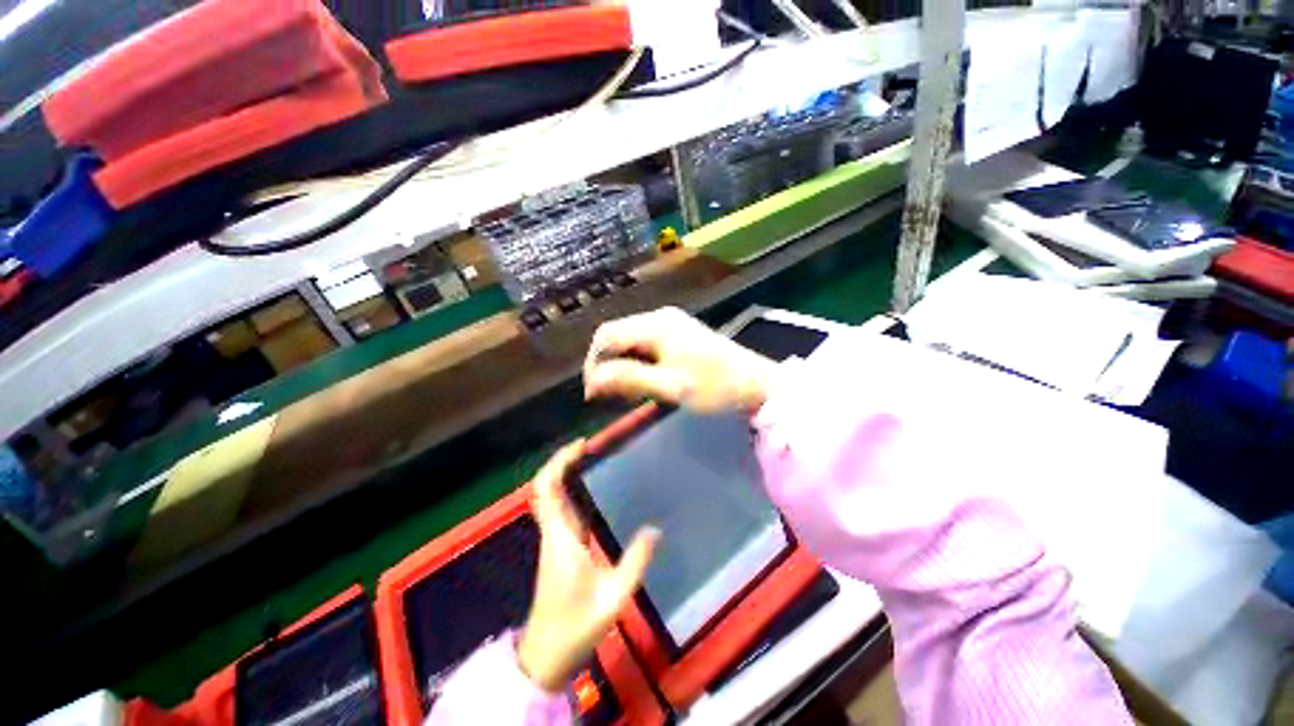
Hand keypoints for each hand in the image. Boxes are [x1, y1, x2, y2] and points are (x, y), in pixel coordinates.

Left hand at [518, 441, 658, 691]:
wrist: (546, 655)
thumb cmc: (576, 627)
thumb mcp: (614, 598)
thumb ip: (635, 562)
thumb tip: (656, 529)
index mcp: (560, 538)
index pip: (547, 490)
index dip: (559, 462)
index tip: (581, 445)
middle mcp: (553, 532)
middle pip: (545, 486)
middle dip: (561, 461)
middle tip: (587, 446)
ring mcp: (553, 538)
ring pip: (549, 496)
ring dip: (563, 473)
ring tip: (591, 459)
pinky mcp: (558, 546)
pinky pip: (558, 508)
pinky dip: (568, 490)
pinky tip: (590, 488)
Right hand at [584, 307, 776, 412]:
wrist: (757, 383)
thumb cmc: (715, 387)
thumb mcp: (671, 387)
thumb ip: (629, 379)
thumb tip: (591, 381)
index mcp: (655, 325)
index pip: (606, 336)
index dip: (593, 363)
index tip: (594, 394)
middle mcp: (659, 317)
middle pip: (616, 335)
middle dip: (608, 365)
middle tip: (613, 396)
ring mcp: (671, 323)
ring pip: (630, 340)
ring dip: (623, 365)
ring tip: (631, 392)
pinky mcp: (679, 332)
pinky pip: (646, 343)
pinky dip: (638, 362)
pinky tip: (647, 380)